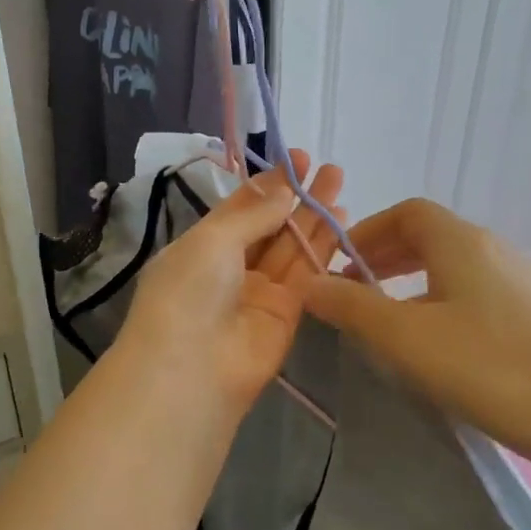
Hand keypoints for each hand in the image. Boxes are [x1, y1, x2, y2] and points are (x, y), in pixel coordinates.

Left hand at [116, 152, 345, 429]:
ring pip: (291, 248)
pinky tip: (342, 222)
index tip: (297, 159)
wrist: (192, 369)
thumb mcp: (212, 240)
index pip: (239, 209)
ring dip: (314, 217)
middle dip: (295, 197)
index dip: (267, 185)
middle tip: (326, 167)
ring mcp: (258, 292)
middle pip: (269, 226)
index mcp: (201, 246)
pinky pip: (306, 276)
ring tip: (339, 183)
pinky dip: (323, 250)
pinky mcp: (286, 315)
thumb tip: (282, 190)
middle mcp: (229, 267)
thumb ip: (253, 215)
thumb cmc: (188, 292)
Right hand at [303, 198, 530, 478]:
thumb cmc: (492, 367)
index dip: (366, 230)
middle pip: (427, 236)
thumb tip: (307, 281)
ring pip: (449, 267)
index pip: (406, 211)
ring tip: (384, 320)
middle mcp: (490, 250)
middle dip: (382, 257)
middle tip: (351, 291)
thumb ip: (352, 307)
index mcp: (459, 242)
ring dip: (409, 283)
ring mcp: (517, 283)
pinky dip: (437, 303)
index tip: (338, 264)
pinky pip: (470, 293)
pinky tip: (432, 346)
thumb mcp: (406, 338)